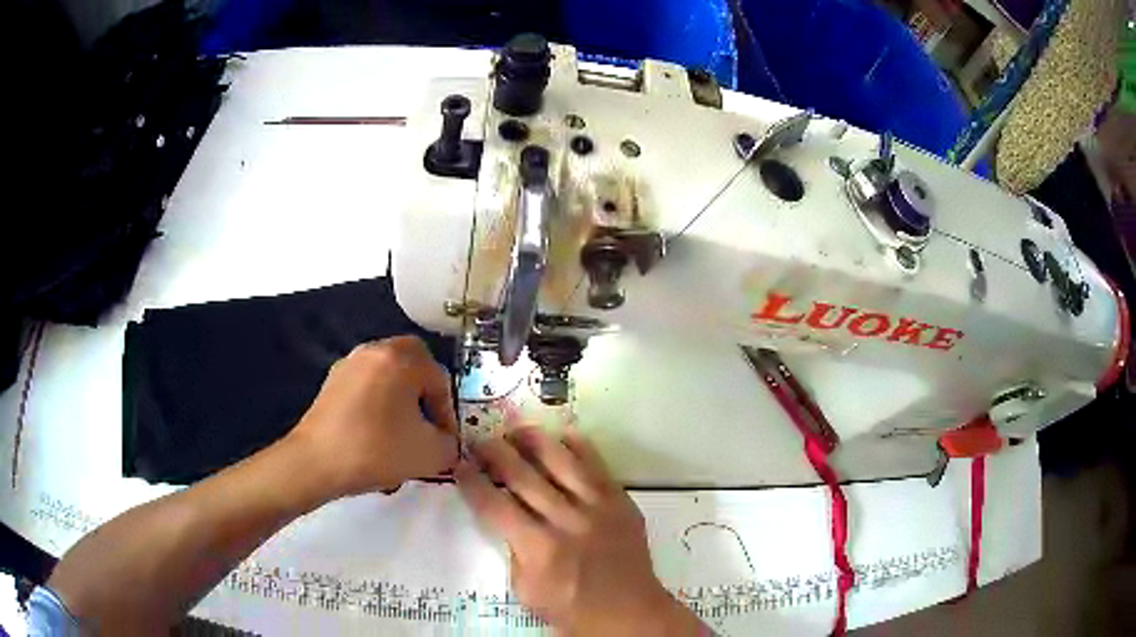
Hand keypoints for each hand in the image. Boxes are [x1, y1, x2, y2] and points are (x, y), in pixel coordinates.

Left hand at [287, 336, 458, 498]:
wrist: (316, 462)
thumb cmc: (376, 451)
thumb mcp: (430, 454)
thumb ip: (451, 445)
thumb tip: (446, 442)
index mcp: (400, 359)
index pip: (439, 379)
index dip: (447, 413)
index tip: (445, 441)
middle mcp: (374, 351)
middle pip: (412, 363)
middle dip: (425, 393)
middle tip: (427, 423)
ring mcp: (349, 364)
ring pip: (387, 374)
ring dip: (400, 398)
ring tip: (400, 433)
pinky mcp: (331, 382)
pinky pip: (365, 385)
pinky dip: (377, 403)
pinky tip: (375, 434)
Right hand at [456, 428, 701, 635]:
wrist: (629, 612)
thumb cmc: (572, 609)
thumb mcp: (526, 591)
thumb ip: (513, 551)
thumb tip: (507, 518)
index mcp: (538, 548)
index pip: (494, 505)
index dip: (471, 481)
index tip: (459, 465)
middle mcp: (566, 520)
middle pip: (522, 474)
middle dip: (494, 452)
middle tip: (479, 441)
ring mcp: (597, 506)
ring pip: (560, 460)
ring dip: (532, 440)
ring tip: (514, 430)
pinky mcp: (619, 500)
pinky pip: (597, 464)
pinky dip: (578, 446)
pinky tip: (562, 435)